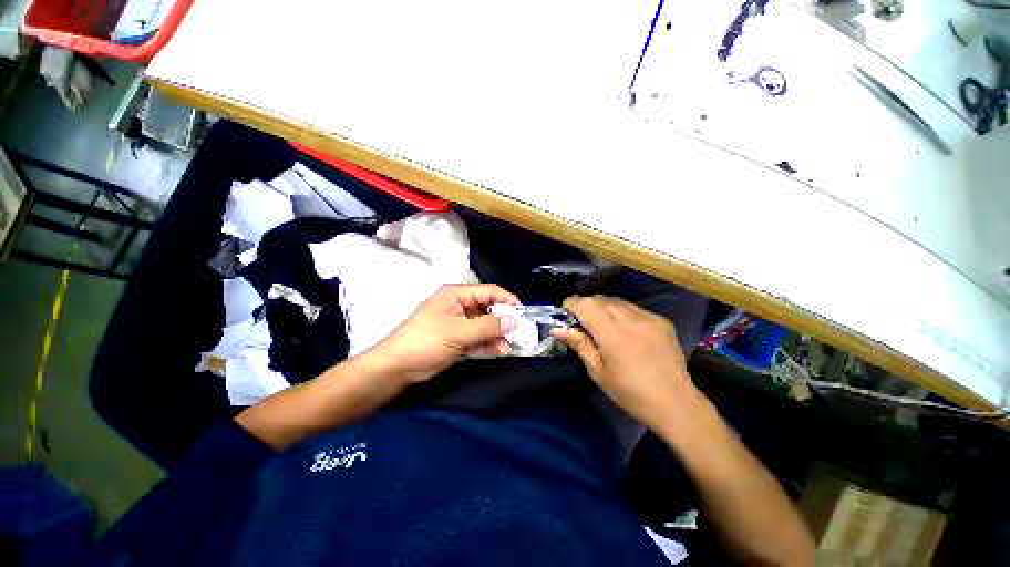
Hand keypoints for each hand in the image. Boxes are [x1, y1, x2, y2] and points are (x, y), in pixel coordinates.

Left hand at [364, 284, 519, 383]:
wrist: (397, 367)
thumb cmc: (426, 342)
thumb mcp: (459, 332)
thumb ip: (488, 326)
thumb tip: (514, 321)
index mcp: (456, 294)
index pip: (489, 291)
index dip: (506, 300)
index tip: (522, 314)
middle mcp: (459, 304)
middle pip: (488, 308)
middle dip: (502, 322)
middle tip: (516, 335)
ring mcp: (458, 322)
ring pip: (485, 324)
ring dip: (496, 335)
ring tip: (505, 348)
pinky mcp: (457, 337)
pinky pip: (478, 337)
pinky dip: (487, 343)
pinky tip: (496, 351)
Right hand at [552, 295, 700, 431]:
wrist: (676, 404)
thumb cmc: (630, 393)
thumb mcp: (598, 372)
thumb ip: (579, 345)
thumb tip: (557, 329)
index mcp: (613, 335)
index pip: (586, 305)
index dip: (572, 303)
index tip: (566, 311)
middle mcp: (632, 320)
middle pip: (601, 299)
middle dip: (587, 305)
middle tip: (583, 322)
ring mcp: (649, 318)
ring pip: (617, 301)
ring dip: (605, 308)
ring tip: (604, 325)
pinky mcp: (662, 320)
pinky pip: (634, 308)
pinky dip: (623, 313)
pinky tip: (626, 329)